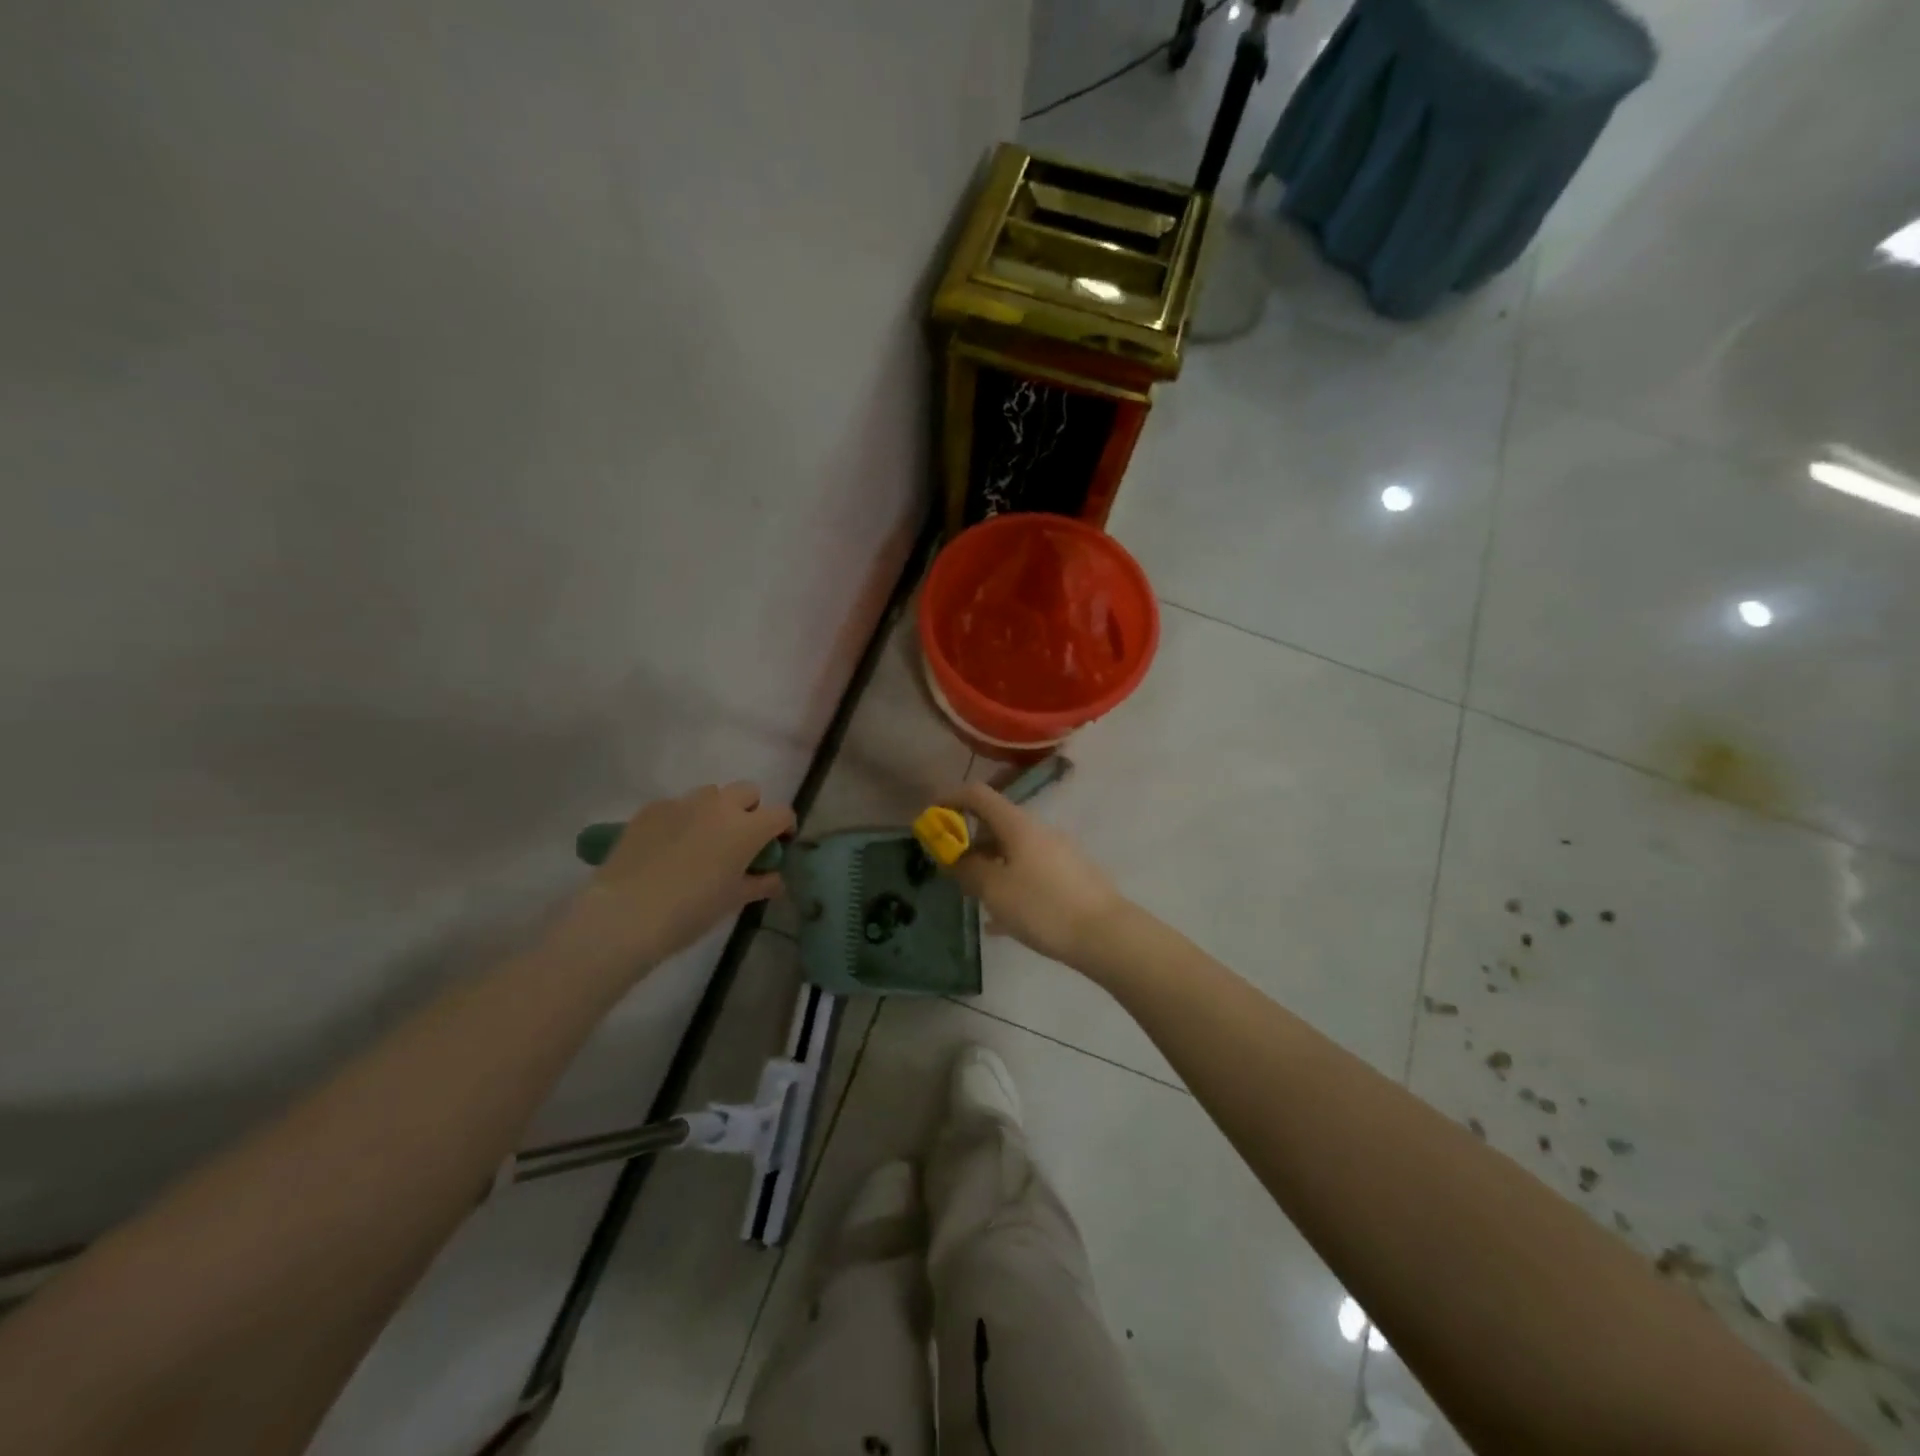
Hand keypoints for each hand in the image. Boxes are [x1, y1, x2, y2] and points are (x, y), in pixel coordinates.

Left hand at [550, 782, 794, 975]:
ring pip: (711, 794)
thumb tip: (775, 879)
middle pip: (748, 791)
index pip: (781, 813)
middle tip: (740, 840)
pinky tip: (668, 848)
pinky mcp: (651, 809)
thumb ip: (760, 884)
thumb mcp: (733, 901)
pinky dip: (682, 820)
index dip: (784, 827)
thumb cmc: (691, 911)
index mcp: (747, 828)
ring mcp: (683, 803)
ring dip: (716, 811)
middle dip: (751, 810)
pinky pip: (677, 806)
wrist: (626, 914)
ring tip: (702, 841)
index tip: (778, 845)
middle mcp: (719, 806)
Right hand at [941, 782, 1126, 969]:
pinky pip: (1029, 874)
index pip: (978, 795)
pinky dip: (1010, 887)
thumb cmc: (1043, 907)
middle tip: (952, 871)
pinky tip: (1002, 923)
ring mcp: (1058, 853)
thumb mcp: (995, 890)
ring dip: (989, 867)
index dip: (951, 800)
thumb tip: (954, 856)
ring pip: (1013, 851)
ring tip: (975, 899)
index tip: (931, 820)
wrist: (1106, 935)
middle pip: (996, 824)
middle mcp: (1039, 831)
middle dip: (969, 843)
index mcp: (1018, 825)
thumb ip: (968, 869)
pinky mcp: (1070, 877)